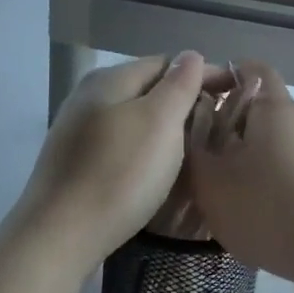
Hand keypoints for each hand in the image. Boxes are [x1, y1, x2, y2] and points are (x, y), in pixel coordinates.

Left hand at [15, 53, 217, 270]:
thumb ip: (179, 85)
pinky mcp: (75, 164)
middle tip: (219, 121)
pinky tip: (156, 167)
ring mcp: (78, 132)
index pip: (165, 63)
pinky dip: (145, 147)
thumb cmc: (118, 174)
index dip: (202, 74)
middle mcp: (89, 98)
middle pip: (147, 88)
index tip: (234, 92)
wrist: (59, 236)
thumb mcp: (159, 122)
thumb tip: (191, 56)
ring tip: (194, 145)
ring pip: (133, 117)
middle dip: (183, 99)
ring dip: (164, 125)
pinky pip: (121, 143)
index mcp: (109, 80)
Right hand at [185, 61, 293, 292]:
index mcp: (272, 107)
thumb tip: (189, 128)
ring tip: (213, 187)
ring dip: (240, 159)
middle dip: (223, 126)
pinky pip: (283, 171)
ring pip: (268, 144)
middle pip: (255, 110)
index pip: (249, 69)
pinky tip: (244, 211)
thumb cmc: (269, 207)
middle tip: (193, 152)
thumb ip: (193, 150)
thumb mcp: (212, 182)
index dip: (220, 75)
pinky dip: (261, 182)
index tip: (194, 98)